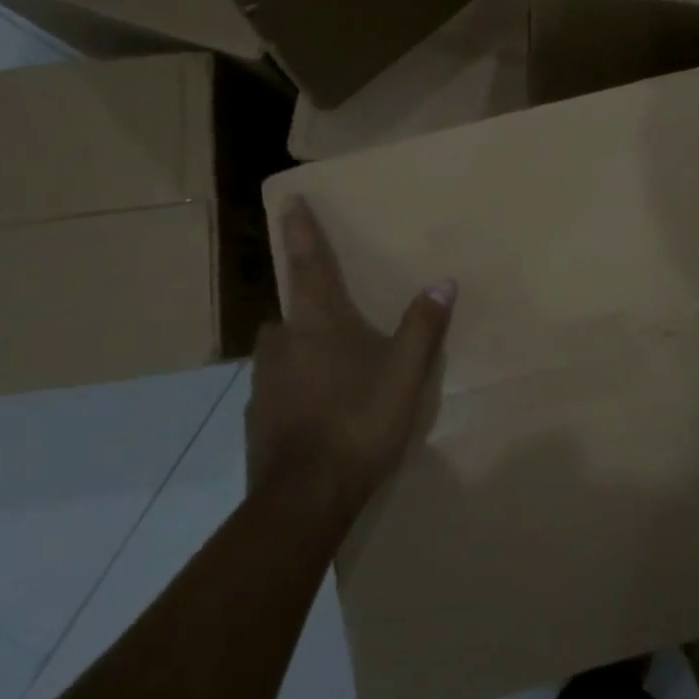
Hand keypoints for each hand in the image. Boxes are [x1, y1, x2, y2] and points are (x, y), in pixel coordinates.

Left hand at [248, 197, 455, 517]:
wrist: (305, 498)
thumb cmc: (358, 422)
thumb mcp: (404, 374)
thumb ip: (422, 327)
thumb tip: (443, 282)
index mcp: (316, 324)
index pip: (308, 265)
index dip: (300, 231)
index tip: (288, 200)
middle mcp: (281, 345)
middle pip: (289, 313)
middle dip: (306, 310)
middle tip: (335, 323)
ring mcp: (263, 384)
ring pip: (280, 353)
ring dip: (300, 352)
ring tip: (332, 373)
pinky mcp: (256, 420)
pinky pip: (276, 390)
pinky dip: (294, 390)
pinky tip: (316, 414)